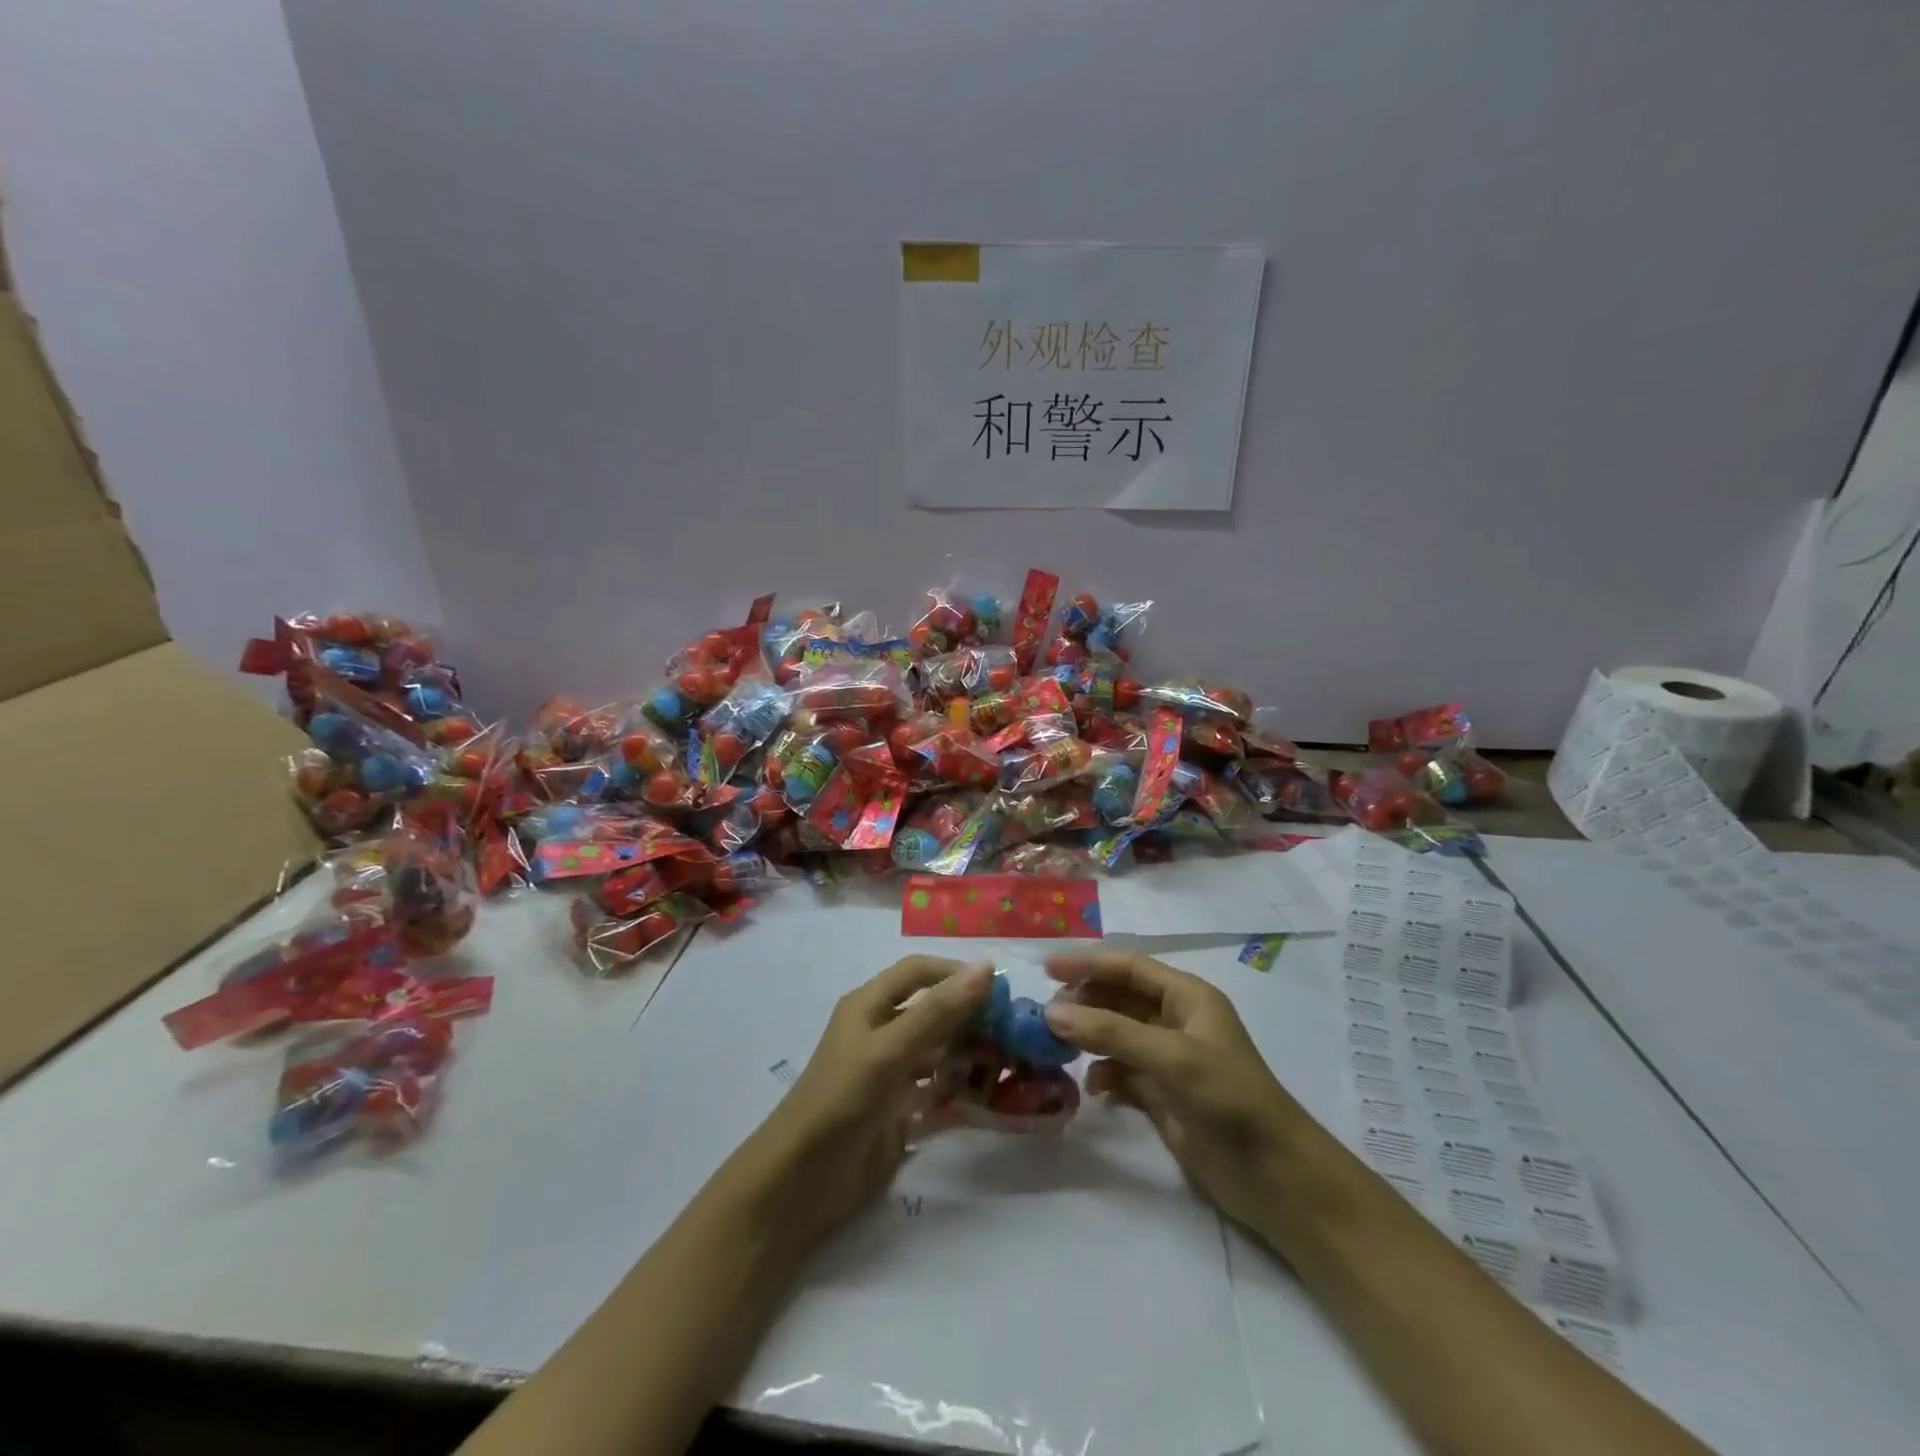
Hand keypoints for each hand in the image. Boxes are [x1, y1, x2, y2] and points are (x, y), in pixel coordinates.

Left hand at [732, 957, 993, 1253]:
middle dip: (969, 1014)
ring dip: (968, 1051)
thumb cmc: (842, 1099)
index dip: (955, 972)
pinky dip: (960, 1087)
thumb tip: (986, 968)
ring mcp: (890, 1072)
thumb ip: (938, 1010)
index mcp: (870, 1005)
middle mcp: (881, 1032)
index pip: (919, 972)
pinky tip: (988, 1094)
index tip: (999, 987)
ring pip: (938, 1049)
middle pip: (932, 1009)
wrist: (803, 1181)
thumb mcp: (891, 1049)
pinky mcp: (898, 1109)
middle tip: (1013, 1027)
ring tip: (1009, 1060)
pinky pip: (936, 1088)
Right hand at [1044, 950, 1327, 1232]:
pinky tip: (1092, 1089)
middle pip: (1118, 998)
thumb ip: (1111, 1032)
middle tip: (1045, 1016)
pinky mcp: (1163, 1096)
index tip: (1046, 970)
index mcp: (1187, 997)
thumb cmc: (1229, 1099)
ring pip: (1116, 1035)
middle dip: (1084, 1002)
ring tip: (1057, 1049)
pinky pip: (1121, 1073)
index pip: (1129, 967)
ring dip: (1088, 1038)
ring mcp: (1168, 1060)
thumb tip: (1051, 1013)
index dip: (1088, 964)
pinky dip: (1104, 1076)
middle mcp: (1176, 1022)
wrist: (1276, 1177)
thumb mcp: (1171, 1057)